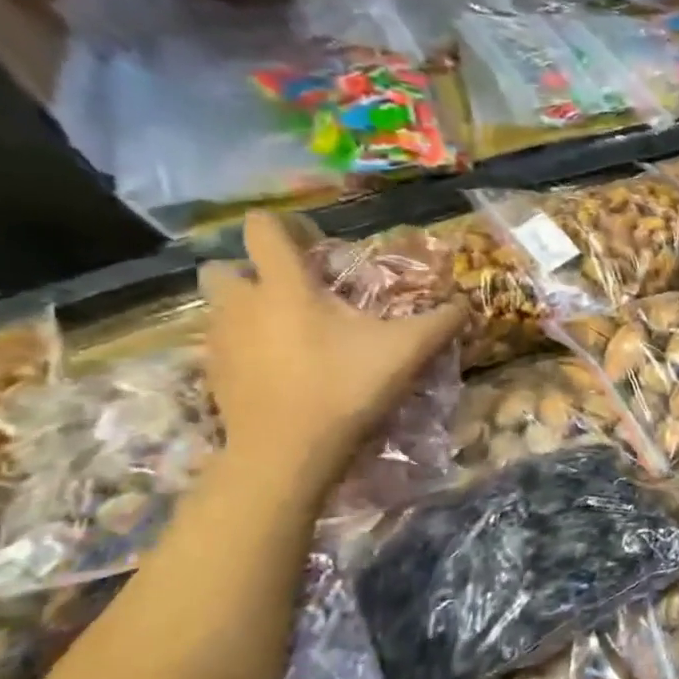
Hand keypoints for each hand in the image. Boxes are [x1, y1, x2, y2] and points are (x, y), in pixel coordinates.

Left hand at [200, 213, 465, 489]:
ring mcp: (221, 341)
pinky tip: (283, 370)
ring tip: (291, 334)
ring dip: (249, 310)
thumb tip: (465, 304)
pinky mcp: (214, 375)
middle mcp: (242, 304)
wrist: (288, 452)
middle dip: (251, 271)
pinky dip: (248, 348)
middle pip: (224, 267)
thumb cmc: (345, 386)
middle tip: (294, 293)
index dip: (286, 226)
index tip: (315, 243)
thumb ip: (440, 322)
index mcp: (285, 286)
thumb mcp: (407, 351)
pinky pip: (225, 345)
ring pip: (222, 308)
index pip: (263, 230)